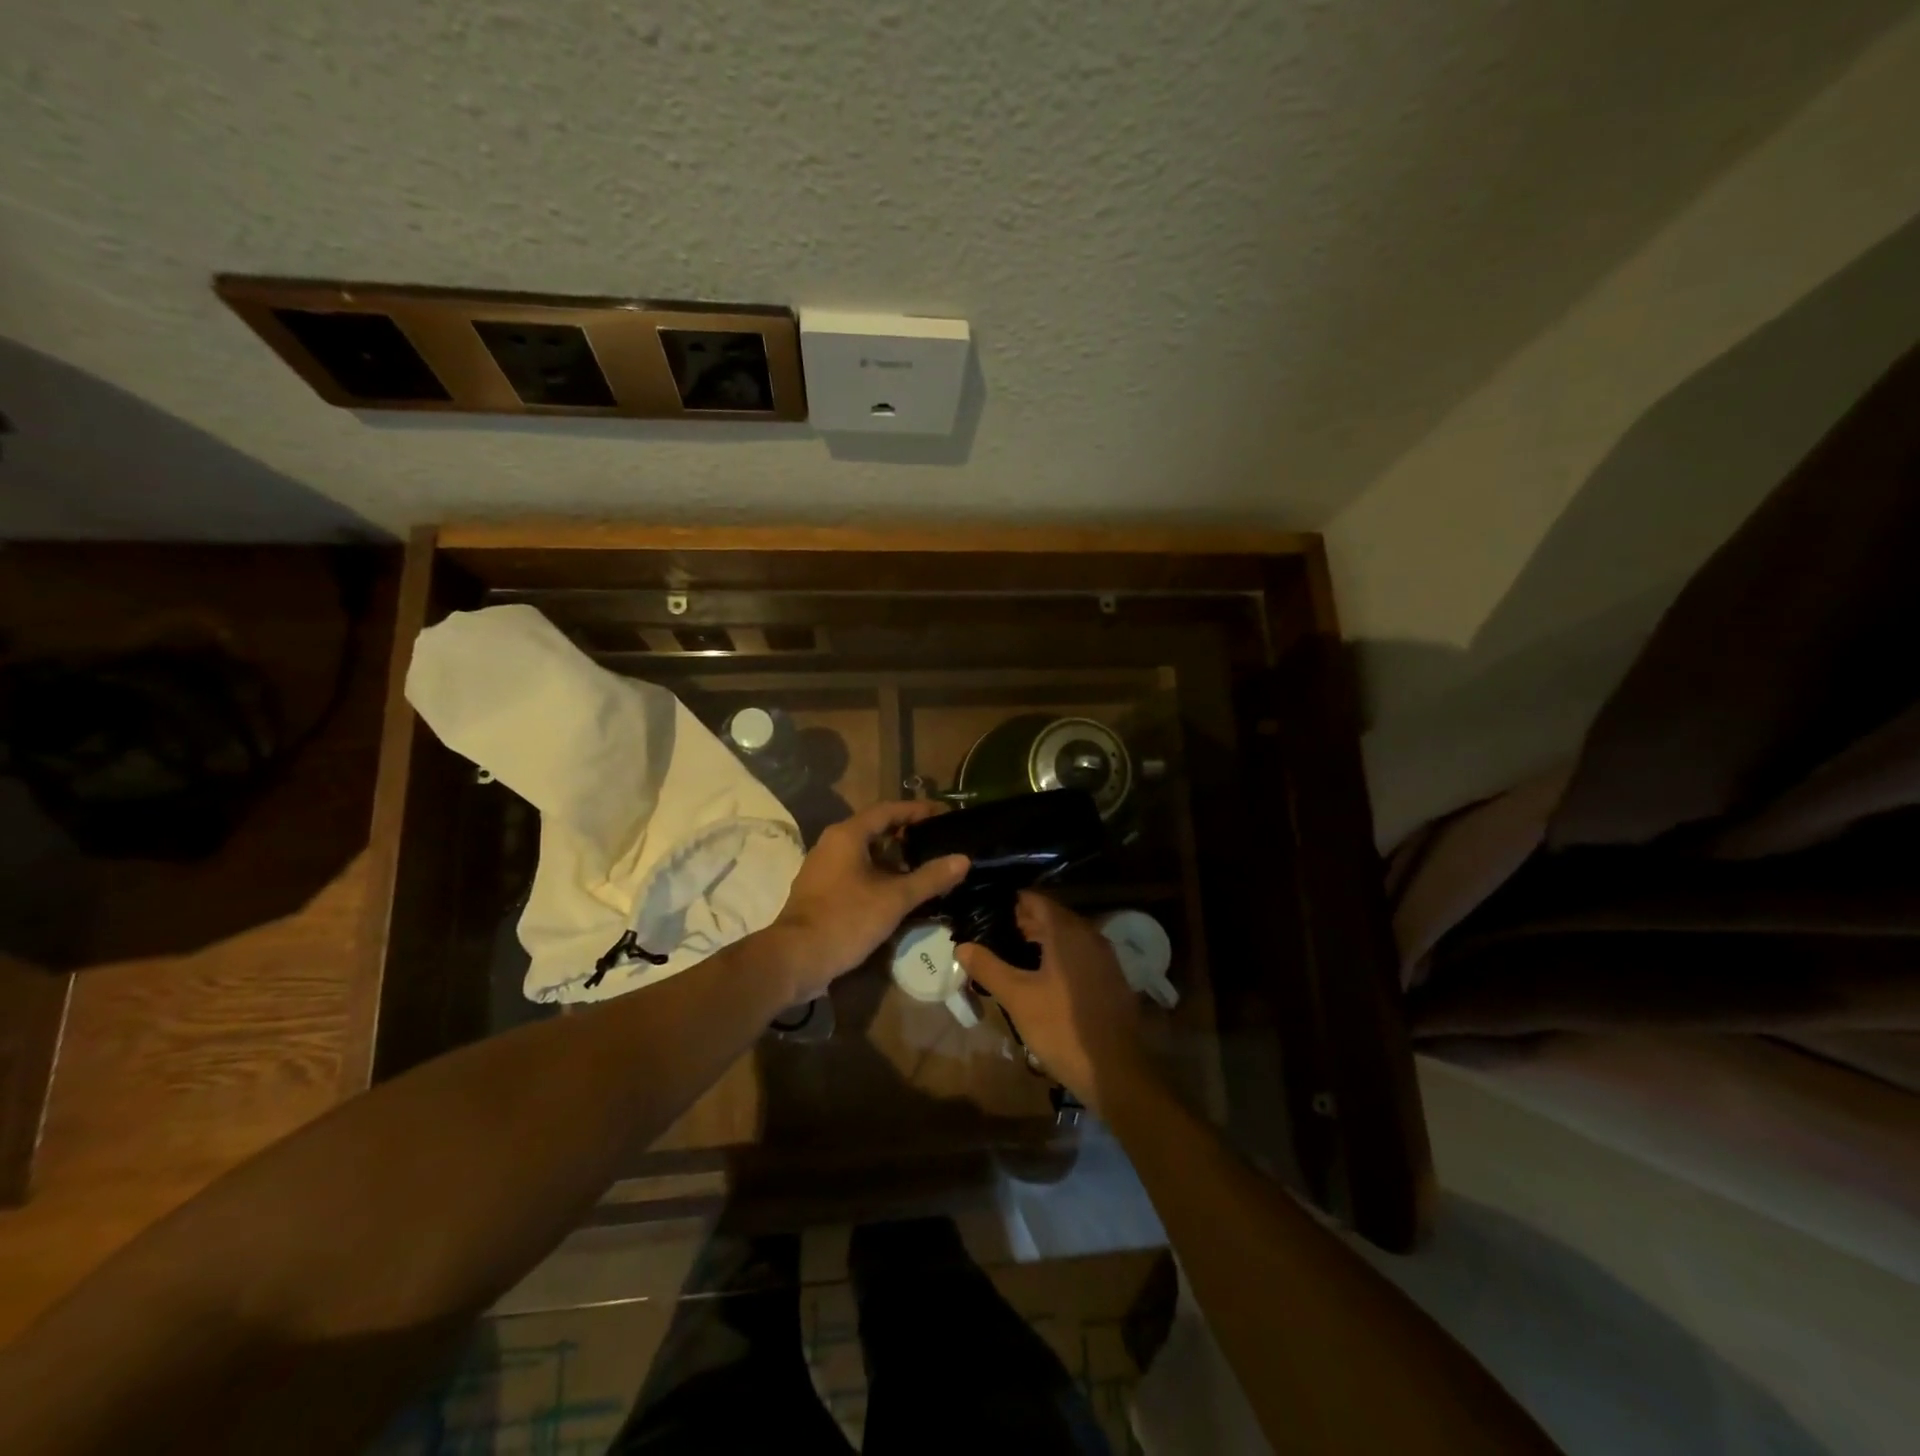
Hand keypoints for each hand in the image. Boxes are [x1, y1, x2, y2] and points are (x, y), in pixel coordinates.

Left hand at [766, 799, 968, 1001]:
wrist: (796, 958)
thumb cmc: (846, 919)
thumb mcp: (894, 899)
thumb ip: (930, 878)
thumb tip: (963, 859)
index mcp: (848, 835)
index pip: (888, 810)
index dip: (917, 810)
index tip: (944, 814)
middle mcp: (832, 844)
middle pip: (875, 829)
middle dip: (907, 833)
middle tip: (938, 840)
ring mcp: (823, 868)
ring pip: (865, 852)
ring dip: (893, 857)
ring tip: (924, 865)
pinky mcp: (821, 890)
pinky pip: (855, 871)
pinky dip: (879, 874)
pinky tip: (898, 891)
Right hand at [955, 892, 1153, 1114]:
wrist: (1117, 1071)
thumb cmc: (1062, 1028)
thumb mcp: (1018, 998)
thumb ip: (988, 968)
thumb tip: (962, 946)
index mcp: (1068, 932)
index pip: (1036, 900)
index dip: (1011, 903)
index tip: (987, 911)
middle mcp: (1089, 935)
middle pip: (1053, 916)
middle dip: (1024, 921)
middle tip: (993, 933)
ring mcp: (1104, 957)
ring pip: (1067, 936)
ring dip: (1041, 939)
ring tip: (1011, 952)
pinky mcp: (1110, 978)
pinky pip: (1079, 953)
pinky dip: (1058, 955)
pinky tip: (1040, 974)